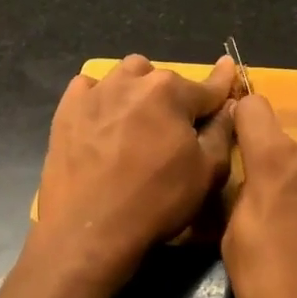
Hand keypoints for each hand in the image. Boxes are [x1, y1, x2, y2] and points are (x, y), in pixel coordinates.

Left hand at [32, 54, 237, 288]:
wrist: (88, 230)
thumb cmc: (156, 201)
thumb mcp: (207, 172)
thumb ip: (222, 131)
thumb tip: (229, 105)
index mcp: (170, 91)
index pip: (208, 86)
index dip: (223, 82)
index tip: (229, 66)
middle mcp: (133, 80)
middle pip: (164, 79)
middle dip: (174, 98)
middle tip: (173, 129)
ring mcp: (96, 92)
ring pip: (126, 75)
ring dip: (138, 89)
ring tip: (137, 118)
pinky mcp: (67, 109)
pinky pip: (89, 87)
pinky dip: (101, 96)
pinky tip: (102, 119)